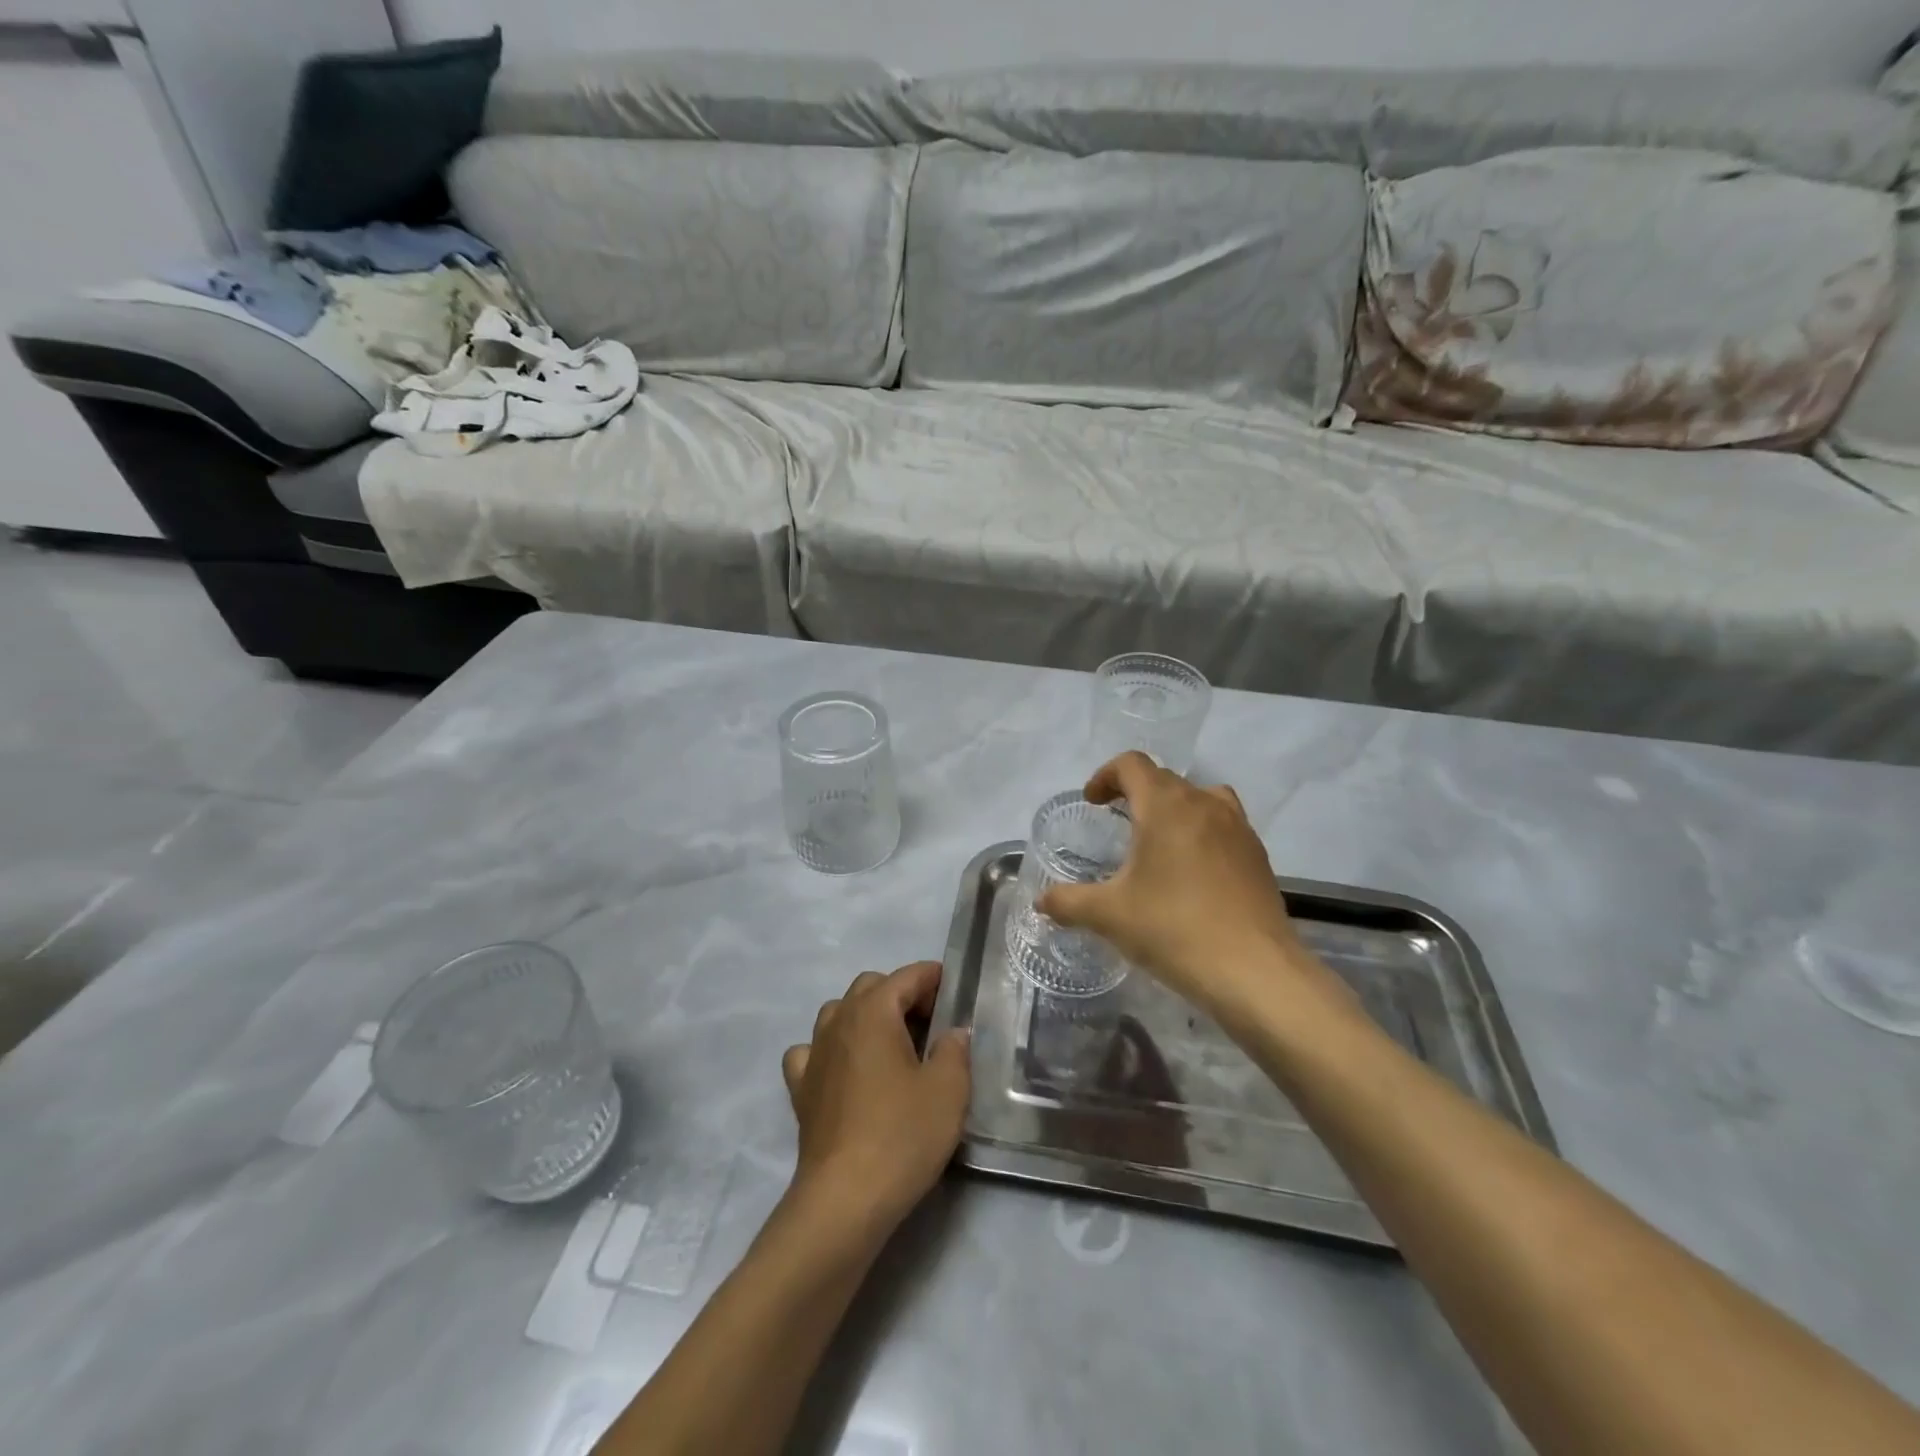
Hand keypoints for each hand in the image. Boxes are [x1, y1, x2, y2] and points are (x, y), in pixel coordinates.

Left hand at [782, 962, 970, 1238]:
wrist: (845, 1198)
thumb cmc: (902, 1136)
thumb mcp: (949, 1090)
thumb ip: (955, 1050)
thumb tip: (952, 1033)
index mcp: (874, 1012)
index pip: (906, 977)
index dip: (932, 978)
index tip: (954, 990)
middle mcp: (839, 1021)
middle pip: (870, 987)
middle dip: (900, 994)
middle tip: (930, 1023)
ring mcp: (814, 1054)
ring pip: (839, 1013)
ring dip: (865, 1017)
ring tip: (891, 1045)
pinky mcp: (800, 1088)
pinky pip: (812, 1051)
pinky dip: (830, 1050)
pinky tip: (845, 1071)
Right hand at [1037, 753, 1349, 1024]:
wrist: (1255, 972)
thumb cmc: (1173, 929)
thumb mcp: (1108, 916)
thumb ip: (1068, 902)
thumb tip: (1040, 902)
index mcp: (1165, 805)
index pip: (1132, 765)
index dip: (1106, 775)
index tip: (1093, 802)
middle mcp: (1204, 804)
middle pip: (1165, 779)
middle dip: (1136, 793)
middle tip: (1117, 824)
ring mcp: (1238, 828)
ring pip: (1201, 798)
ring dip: (1175, 808)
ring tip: (1159, 841)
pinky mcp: (1259, 856)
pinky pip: (1224, 826)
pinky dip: (1202, 833)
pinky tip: (1193, 875)